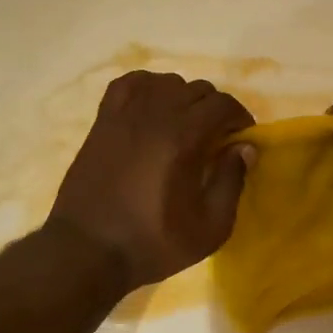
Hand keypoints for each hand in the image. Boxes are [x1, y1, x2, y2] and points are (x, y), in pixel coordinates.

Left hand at [47, 71, 254, 292]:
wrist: (87, 250)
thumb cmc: (152, 243)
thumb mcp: (209, 228)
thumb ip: (231, 182)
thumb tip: (245, 148)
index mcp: (183, 138)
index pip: (222, 104)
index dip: (240, 118)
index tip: (242, 139)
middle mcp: (154, 114)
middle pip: (197, 89)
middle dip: (215, 109)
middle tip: (217, 138)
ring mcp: (124, 114)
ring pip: (165, 82)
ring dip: (184, 97)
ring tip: (185, 125)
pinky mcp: (102, 121)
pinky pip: (128, 84)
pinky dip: (147, 87)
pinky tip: (152, 108)